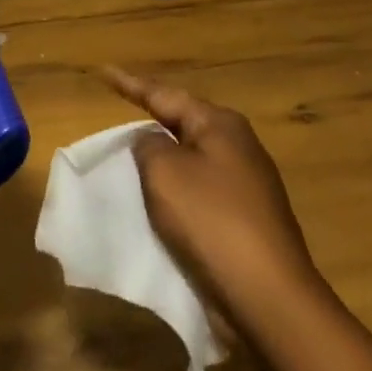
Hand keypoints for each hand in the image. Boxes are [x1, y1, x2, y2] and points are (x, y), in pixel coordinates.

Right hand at [104, 67, 323, 340]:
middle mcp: (238, 147)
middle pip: (183, 124)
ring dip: (163, 160)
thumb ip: (148, 145)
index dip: (130, 84)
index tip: (103, 72)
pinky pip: (200, 194)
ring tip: (132, 158)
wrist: (268, 299)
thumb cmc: (211, 221)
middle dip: (152, 118)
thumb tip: (153, 142)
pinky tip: (159, 203)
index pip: (164, 95)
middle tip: (119, 111)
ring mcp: (247, 186)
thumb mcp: (164, 171)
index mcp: (220, 125)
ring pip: (191, 161)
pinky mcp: (246, 222)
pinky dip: (175, 193)